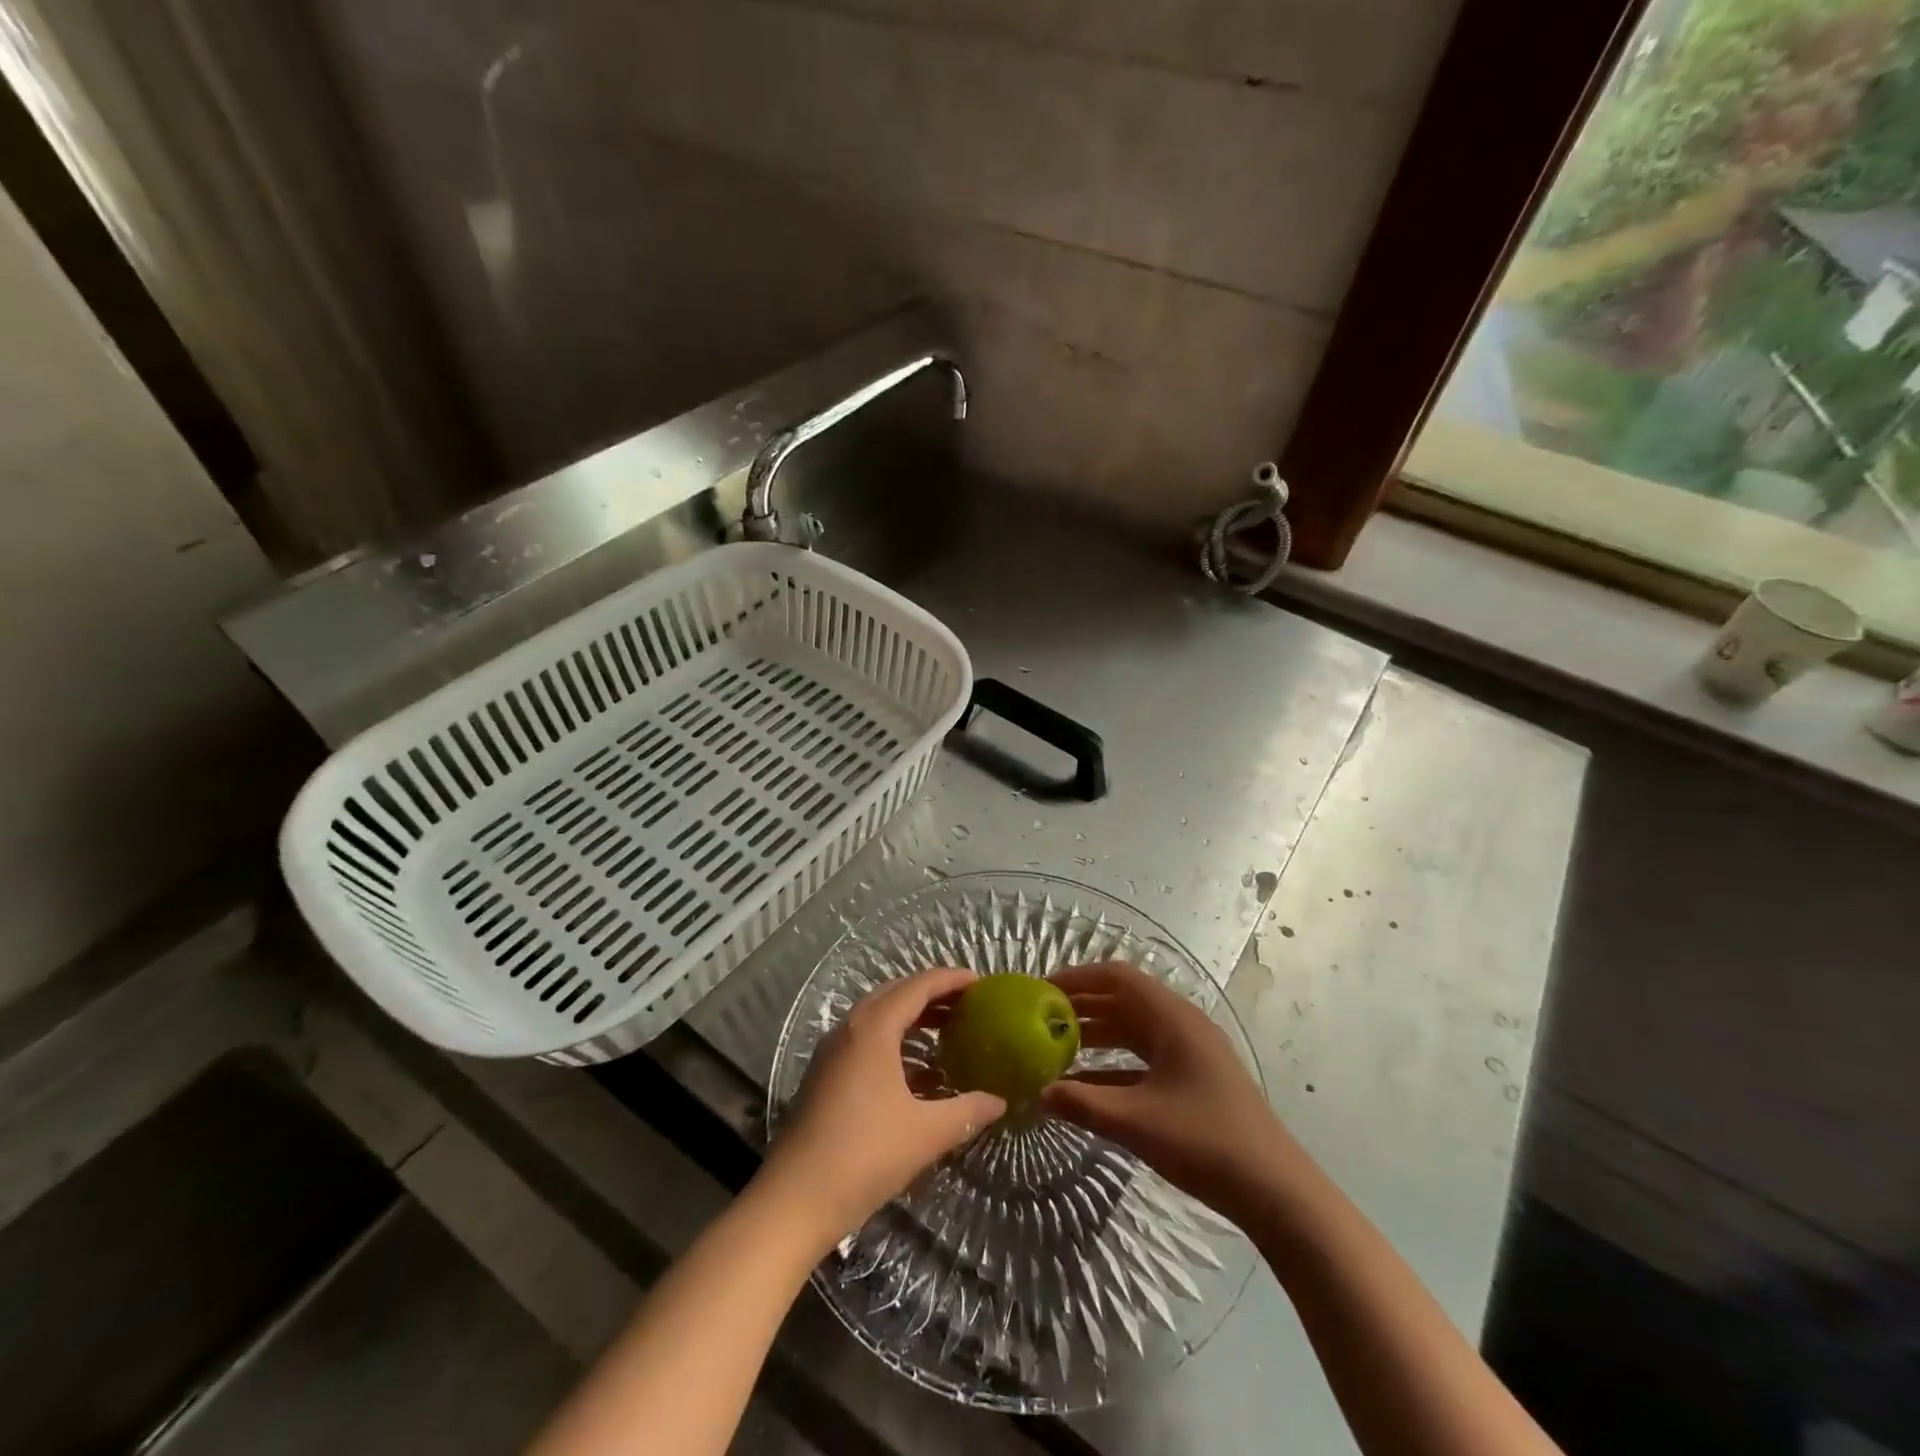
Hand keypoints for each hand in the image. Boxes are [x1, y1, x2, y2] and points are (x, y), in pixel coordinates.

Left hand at [760, 968, 1005, 1246]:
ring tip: (947, 1029)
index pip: (918, 986)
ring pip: (878, 1016)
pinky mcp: (824, 1074)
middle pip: (896, 993)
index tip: (981, 983)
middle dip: (932, 993)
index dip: (951, 980)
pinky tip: (914, 1066)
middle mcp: (850, 1029)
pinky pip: (866, 1038)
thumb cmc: (864, 1156)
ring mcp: (832, 1051)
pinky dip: (894, 1037)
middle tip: (968, 1004)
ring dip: (912, 1015)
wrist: (794, 1200)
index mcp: (873, 1029)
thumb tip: (999, 1101)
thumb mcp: (925, 1133)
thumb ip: (967, 1111)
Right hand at [1042, 962, 1304, 1223]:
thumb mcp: (1137, 1122)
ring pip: (1134, 1030)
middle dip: (1082, 1006)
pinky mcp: (1194, 1079)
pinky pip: (1145, 1059)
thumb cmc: (1205, 1142)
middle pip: (1124, 1001)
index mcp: (1172, 1019)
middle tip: (1040, 1019)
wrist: (1276, 1191)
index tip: (1041, 990)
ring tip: (1055, 1048)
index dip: (1078, 978)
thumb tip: (1038, 1093)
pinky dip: (1114, 1065)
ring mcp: (1190, 1053)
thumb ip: (1083, 1104)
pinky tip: (1086, 1086)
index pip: (1117, 977)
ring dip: (1096, 1036)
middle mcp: (1181, 1025)